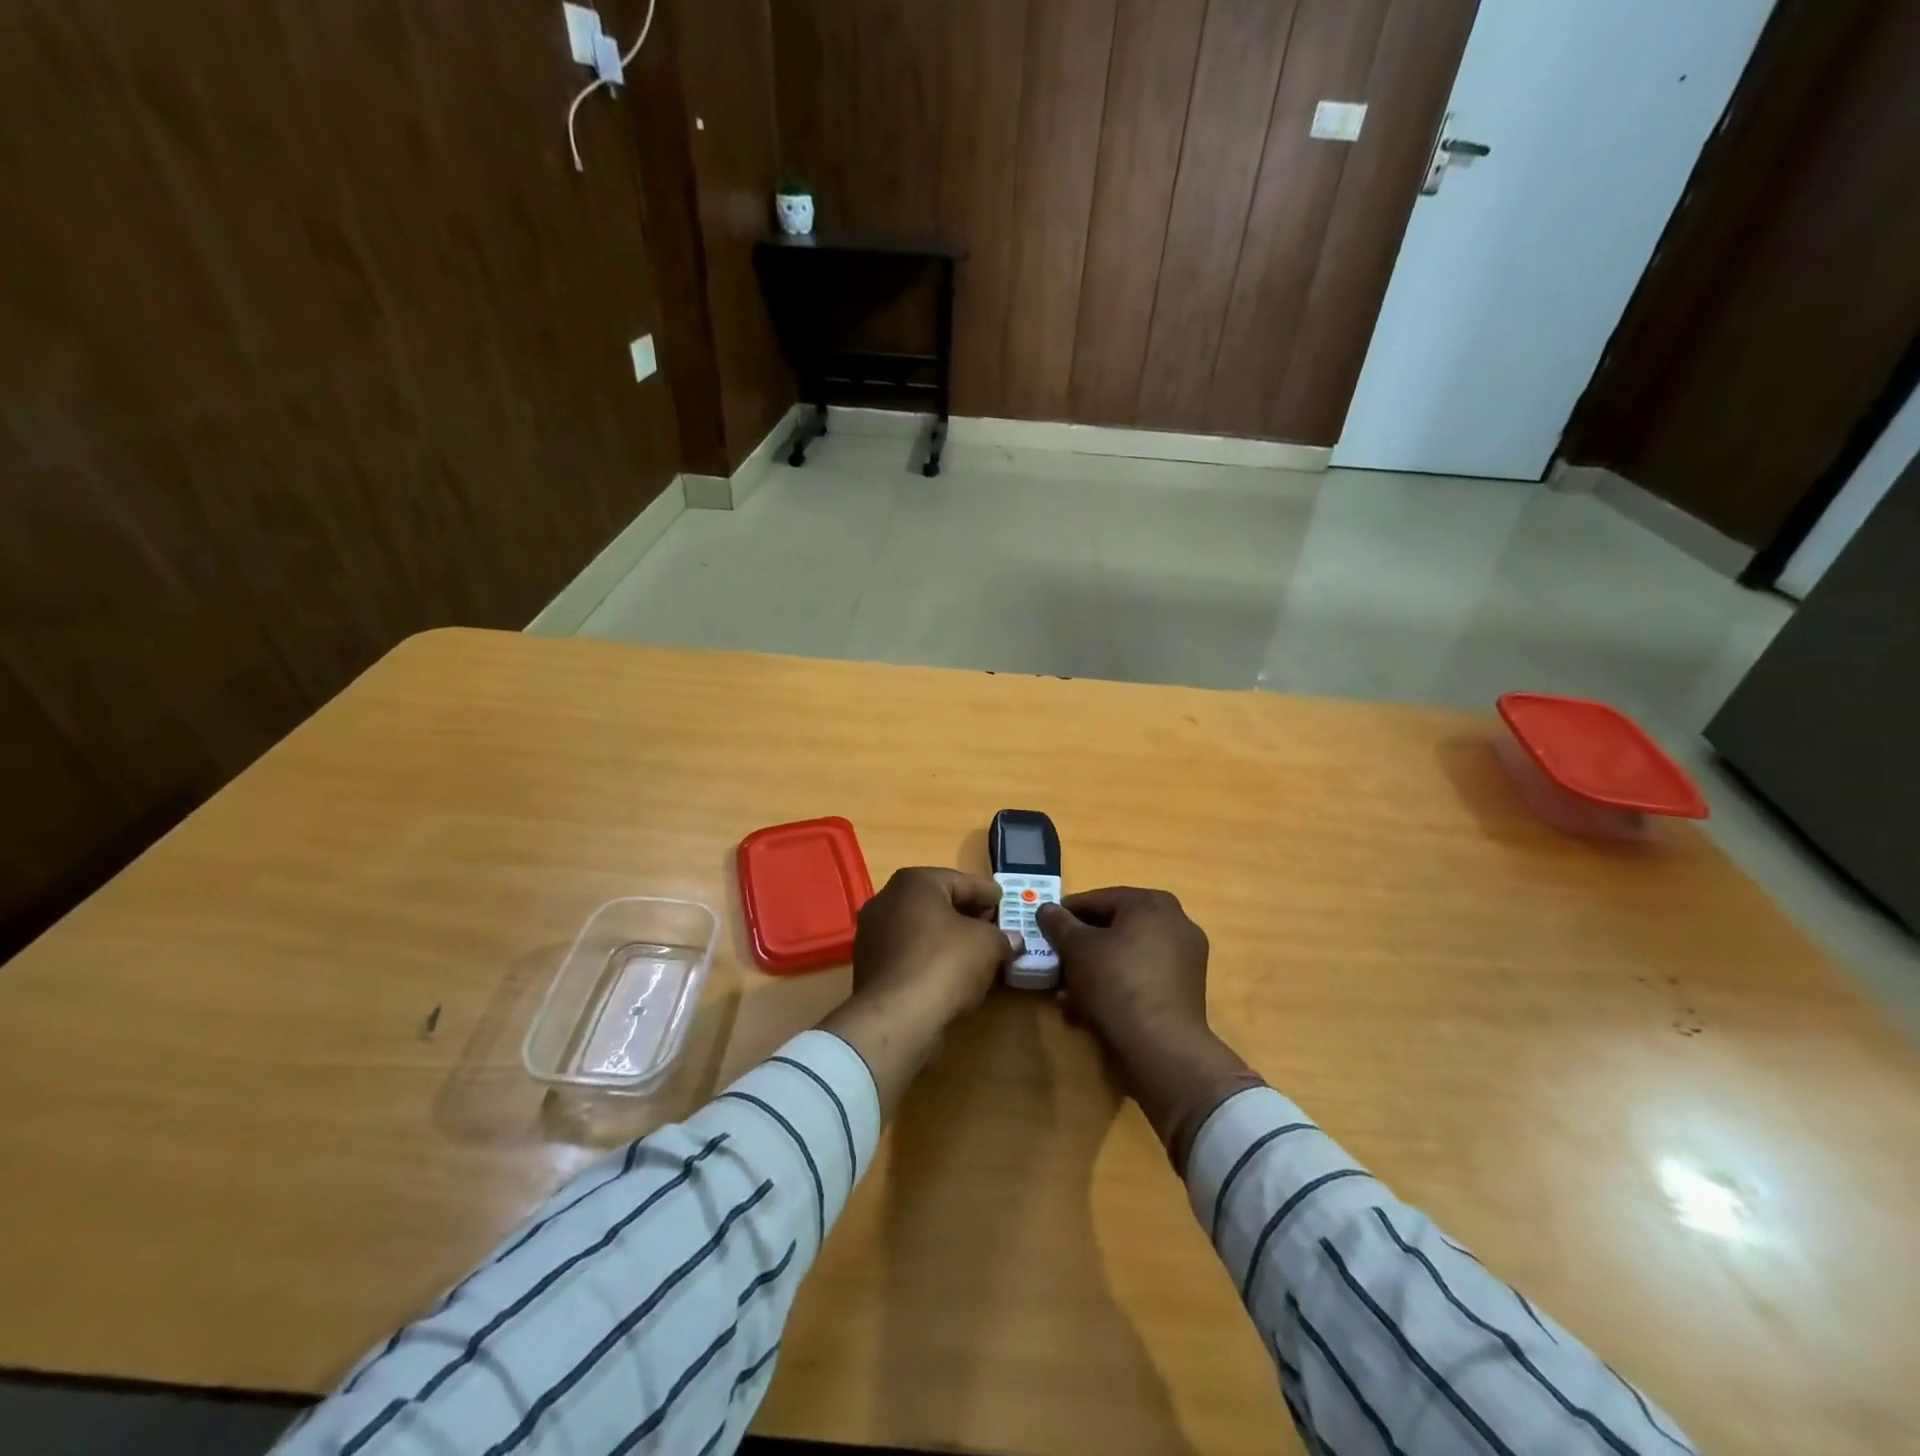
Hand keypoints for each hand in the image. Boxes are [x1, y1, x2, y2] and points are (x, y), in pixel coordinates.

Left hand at [821, 868, 1017, 1116]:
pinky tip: (951, 975)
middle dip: (967, 915)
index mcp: (914, 882)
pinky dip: (930, 958)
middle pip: (937, 903)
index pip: (960, 881)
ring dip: (947, 938)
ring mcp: (872, 934)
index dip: (987, 892)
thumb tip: (1011, 940)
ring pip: (921, 929)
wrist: (896, 1018)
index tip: (1004, 901)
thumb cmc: (945, 963)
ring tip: (976, 954)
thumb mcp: (988, 944)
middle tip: (994, 927)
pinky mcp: (868, 966)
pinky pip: (908, 953)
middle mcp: (887, 900)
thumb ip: (1002, 936)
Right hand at [1038, 887, 1255, 1164]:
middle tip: (1056, 959)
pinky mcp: (1187, 988)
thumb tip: (1046, 908)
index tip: (1044, 928)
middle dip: (1082, 945)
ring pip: (1128, 953)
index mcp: (1152, 903)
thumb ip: (1059, 924)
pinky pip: (1144, 974)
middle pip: (1115, 926)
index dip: (1066, 913)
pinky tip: (1092, 1006)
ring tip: (1068, 991)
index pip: (1098, 899)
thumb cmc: (1116, 983)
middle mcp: (1176, 921)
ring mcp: (1186, 956)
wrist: (1161, 1047)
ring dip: (1097, 967)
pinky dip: (1119, 983)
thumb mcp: (1076, 949)